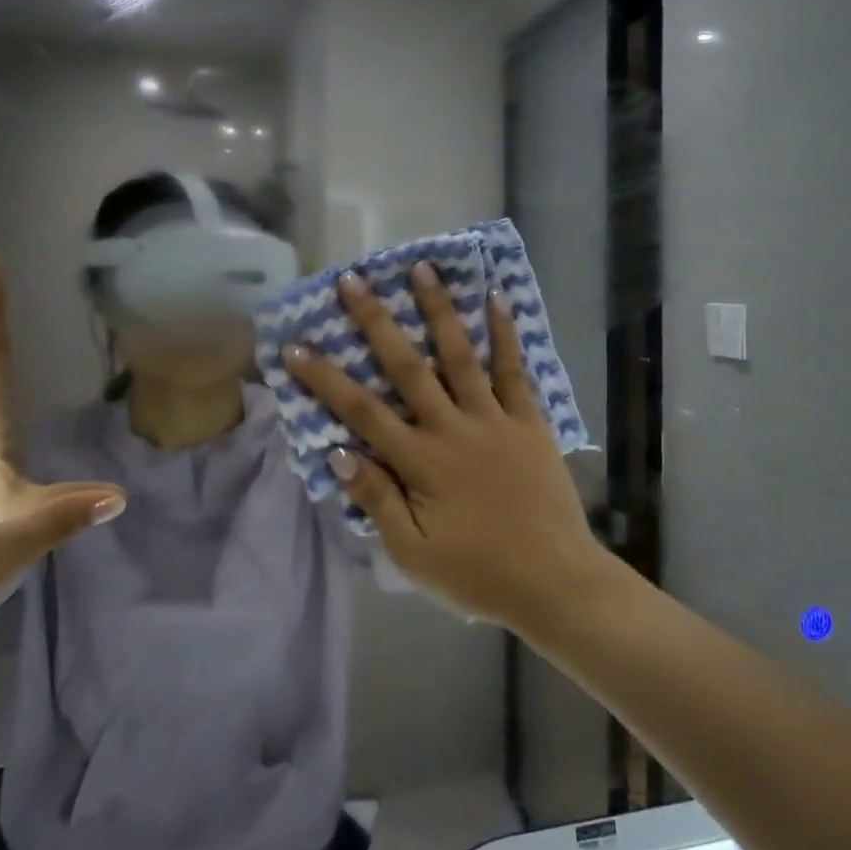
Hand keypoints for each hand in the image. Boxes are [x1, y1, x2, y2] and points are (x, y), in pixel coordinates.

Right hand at [282, 263, 604, 628]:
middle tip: (352, 281)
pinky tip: (495, 298)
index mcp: (420, 462)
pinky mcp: (528, 419)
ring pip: (460, 354)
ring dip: (438, 310)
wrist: (554, 581)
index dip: (325, 378)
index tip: (296, 346)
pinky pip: (514, 370)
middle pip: (407, 367)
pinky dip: (505, 333)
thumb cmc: (478, 573)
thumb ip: (377, 501)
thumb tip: (338, 453)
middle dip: (376, 322)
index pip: (361, 411)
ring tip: (421, 268)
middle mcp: (452, 428)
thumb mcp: (414, 554)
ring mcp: (493, 419)